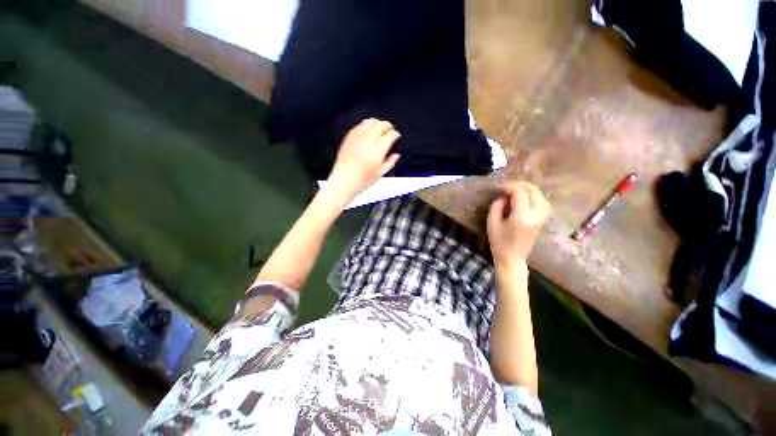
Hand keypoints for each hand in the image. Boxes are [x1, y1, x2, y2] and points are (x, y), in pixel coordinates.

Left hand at [325, 118, 400, 200]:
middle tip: (390, 129)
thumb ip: (390, 162)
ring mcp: (357, 139)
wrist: (344, 181)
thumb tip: (396, 155)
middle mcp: (367, 143)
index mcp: (377, 152)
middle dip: (387, 126)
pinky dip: (366, 125)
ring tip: (380, 127)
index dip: (395, 134)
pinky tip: (368, 128)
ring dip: (377, 123)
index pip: (390, 136)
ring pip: (369, 123)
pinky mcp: (349, 138)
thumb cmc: (360, 180)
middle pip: (380, 126)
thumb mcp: (380, 173)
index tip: (396, 135)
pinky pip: (359, 126)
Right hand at [487, 182, 550, 268]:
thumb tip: (503, 196)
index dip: (509, 187)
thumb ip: (497, 206)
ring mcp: (541, 218)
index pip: (519, 193)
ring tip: (516, 190)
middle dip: (520, 185)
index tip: (498, 188)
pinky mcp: (542, 221)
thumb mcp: (492, 223)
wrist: (512, 259)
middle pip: (533, 192)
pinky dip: (534, 197)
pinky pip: (543, 203)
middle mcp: (535, 216)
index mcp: (521, 217)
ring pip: (540, 196)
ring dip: (528, 190)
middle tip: (507, 186)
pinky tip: (525, 198)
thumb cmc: (499, 242)